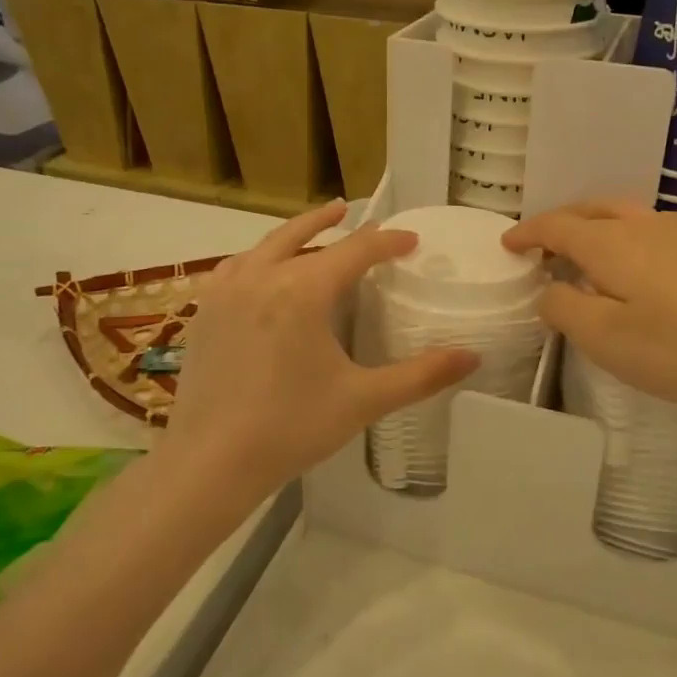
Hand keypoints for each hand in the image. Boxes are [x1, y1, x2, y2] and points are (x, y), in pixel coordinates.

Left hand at [164, 201, 476, 497]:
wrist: (210, 463)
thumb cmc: (291, 428)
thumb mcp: (364, 400)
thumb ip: (421, 375)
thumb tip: (473, 357)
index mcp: (303, 290)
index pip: (355, 250)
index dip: (386, 242)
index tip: (410, 240)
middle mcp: (261, 277)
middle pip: (302, 235)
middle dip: (333, 224)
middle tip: (353, 213)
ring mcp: (225, 293)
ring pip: (265, 247)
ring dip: (292, 234)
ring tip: (312, 229)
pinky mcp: (203, 313)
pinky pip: (236, 269)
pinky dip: (258, 258)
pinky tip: (261, 271)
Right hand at [504, 201, 676, 413]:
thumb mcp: (604, 339)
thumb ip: (563, 309)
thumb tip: (549, 290)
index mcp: (611, 243)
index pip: (557, 226)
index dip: (528, 233)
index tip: (507, 245)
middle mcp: (644, 225)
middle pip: (590, 211)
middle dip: (560, 223)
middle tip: (540, 247)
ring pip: (623, 215)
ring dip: (594, 227)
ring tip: (583, 253)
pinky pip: (650, 229)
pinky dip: (624, 237)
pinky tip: (634, 266)